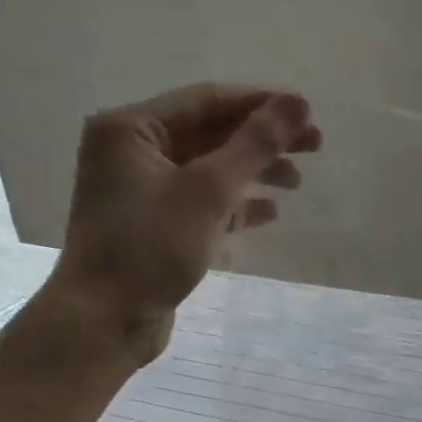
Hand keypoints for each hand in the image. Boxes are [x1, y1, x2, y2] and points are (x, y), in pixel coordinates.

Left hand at [46, 85, 321, 362]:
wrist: (105, 321)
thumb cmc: (151, 246)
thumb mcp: (209, 189)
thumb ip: (255, 143)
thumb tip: (297, 103)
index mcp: (131, 129)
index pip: (208, 100)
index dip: (262, 104)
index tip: (309, 113)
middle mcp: (133, 151)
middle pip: (212, 132)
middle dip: (263, 140)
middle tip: (315, 147)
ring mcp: (143, 189)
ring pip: (211, 167)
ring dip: (255, 171)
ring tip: (297, 183)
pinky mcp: (155, 223)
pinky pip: (203, 200)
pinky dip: (236, 202)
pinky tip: (270, 212)